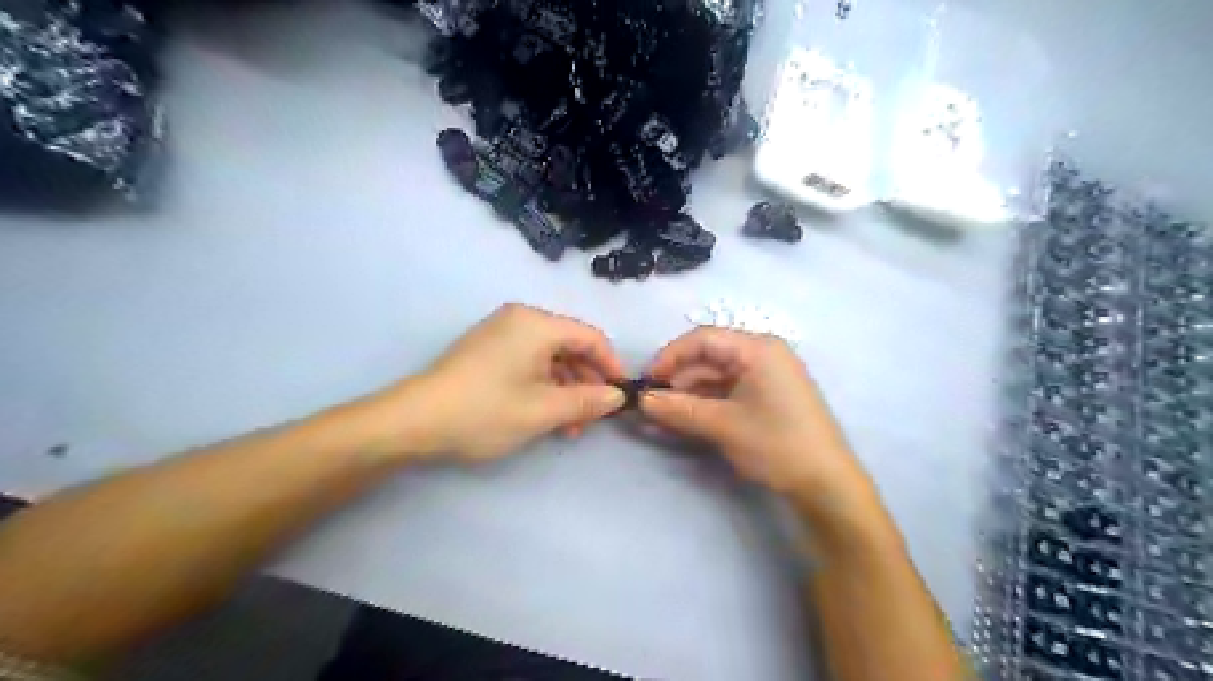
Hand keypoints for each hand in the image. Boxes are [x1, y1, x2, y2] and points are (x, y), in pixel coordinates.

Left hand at [390, 304, 624, 460]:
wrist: (414, 421)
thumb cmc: (485, 411)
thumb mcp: (543, 410)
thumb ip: (587, 401)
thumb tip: (617, 396)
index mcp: (537, 324)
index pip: (591, 337)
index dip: (611, 366)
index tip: (620, 397)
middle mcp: (521, 320)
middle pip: (570, 347)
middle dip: (587, 383)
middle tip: (592, 419)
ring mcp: (501, 334)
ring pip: (550, 358)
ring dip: (566, 390)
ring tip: (568, 428)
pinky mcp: (487, 351)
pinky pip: (529, 362)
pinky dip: (543, 387)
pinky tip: (546, 417)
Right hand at [644, 327, 870, 506]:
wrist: (826, 483)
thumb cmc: (776, 444)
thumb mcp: (722, 425)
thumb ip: (678, 409)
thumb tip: (641, 401)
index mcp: (757, 349)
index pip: (702, 339)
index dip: (670, 357)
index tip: (646, 381)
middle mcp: (763, 354)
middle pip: (709, 356)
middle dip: (678, 378)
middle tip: (652, 403)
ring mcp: (767, 376)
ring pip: (717, 375)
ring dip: (690, 393)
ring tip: (664, 415)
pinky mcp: (768, 396)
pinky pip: (729, 390)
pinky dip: (707, 403)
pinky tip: (687, 419)